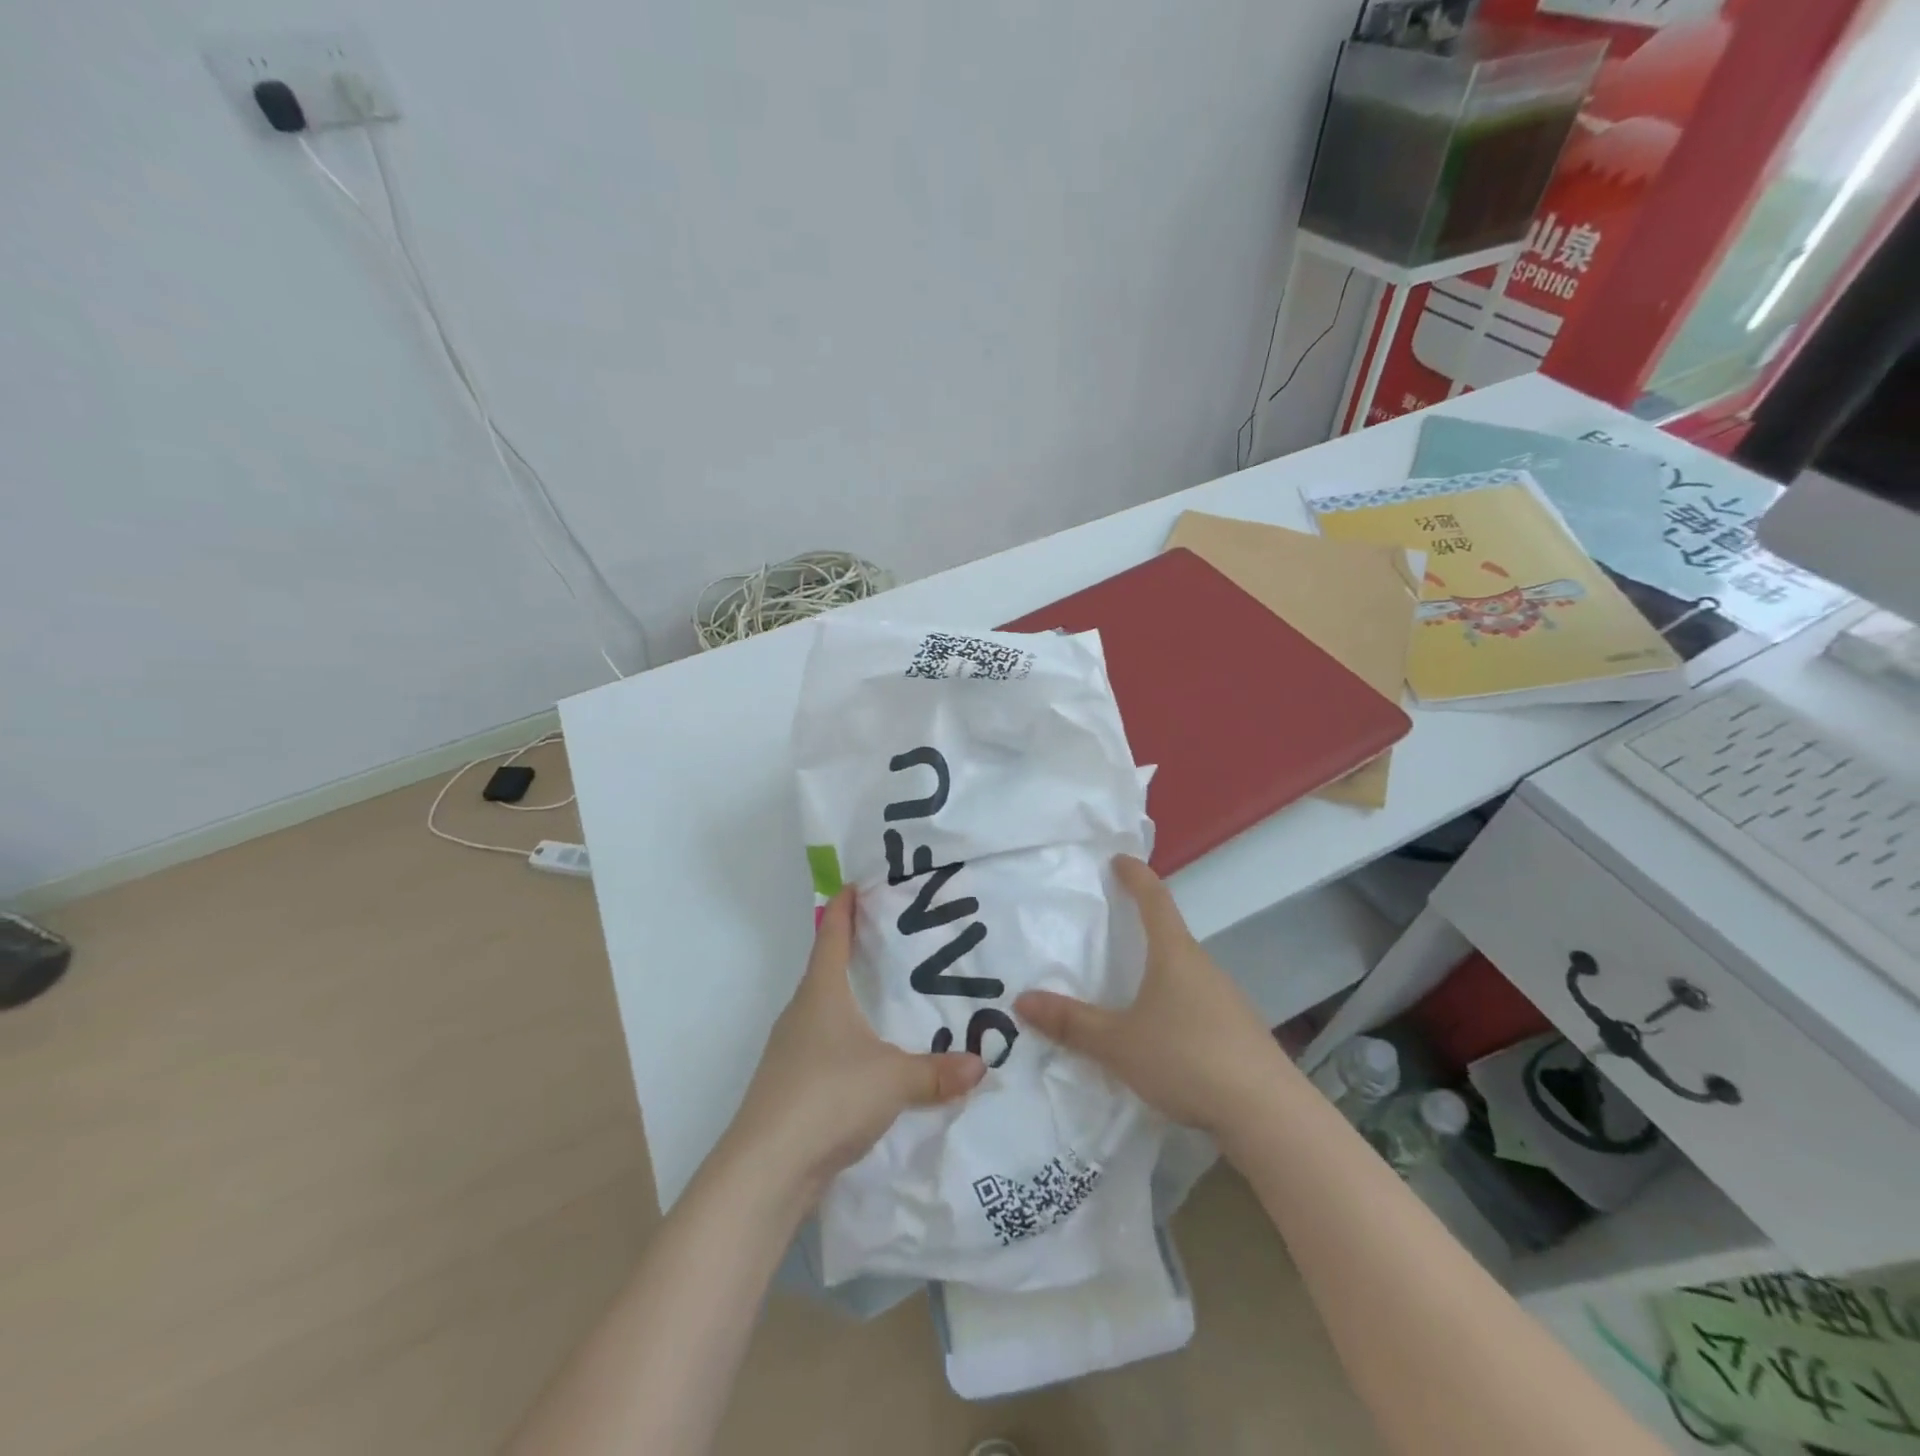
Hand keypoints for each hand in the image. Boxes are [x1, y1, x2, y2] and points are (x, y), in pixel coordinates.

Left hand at [723, 888, 986, 1204]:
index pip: (831, 935)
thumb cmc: (828, 1097)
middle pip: (827, 969)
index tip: (857, 884)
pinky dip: (848, 1039)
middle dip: (855, 951)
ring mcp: (791, 1051)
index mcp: (821, 993)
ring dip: (851, 999)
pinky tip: (872, 1058)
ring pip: (825, 1010)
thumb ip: (937, 1072)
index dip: (844, 908)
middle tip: (894, 939)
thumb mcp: (893, 1081)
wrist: (766, 1170)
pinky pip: (826, 1047)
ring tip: (890, 997)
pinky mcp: (792, 1086)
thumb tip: (982, 1064)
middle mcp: (801, 1012)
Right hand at [1015, 855, 1291, 1145]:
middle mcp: (1203, 968)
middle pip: (1171, 935)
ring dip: (1159, 971)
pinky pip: (1197, 1004)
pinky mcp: (1238, 1034)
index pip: (1154, 899)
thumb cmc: (1186, 1058)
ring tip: (1129, 987)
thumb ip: (1071, 1023)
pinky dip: (1174, 1005)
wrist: (1268, 1115)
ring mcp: (1226, 1001)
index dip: (1135, 876)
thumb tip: (1022, 1000)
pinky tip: (1162, 1036)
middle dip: (1143, 926)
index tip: (1119, 860)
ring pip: (1185, 973)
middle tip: (1113, 928)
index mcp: (1175, 955)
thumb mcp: (1118, 1043)